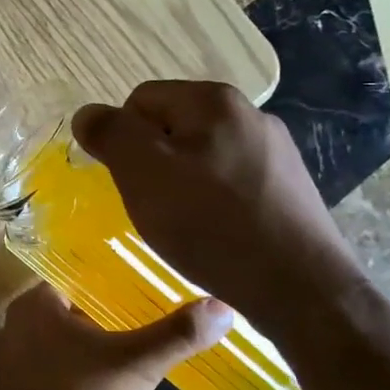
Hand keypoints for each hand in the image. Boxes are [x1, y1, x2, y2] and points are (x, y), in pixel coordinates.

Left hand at [0, 284, 229, 389]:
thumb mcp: (134, 365)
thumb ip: (176, 335)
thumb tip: (223, 307)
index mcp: (35, 303)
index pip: (79, 275)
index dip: (116, 278)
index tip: (153, 283)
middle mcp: (19, 324)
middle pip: (76, 309)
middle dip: (114, 315)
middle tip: (159, 315)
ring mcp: (18, 362)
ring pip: (68, 343)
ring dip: (100, 348)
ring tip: (144, 349)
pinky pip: (61, 371)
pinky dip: (85, 374)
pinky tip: (115, 387)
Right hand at [72, 81, 367, 342]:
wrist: (302, 289)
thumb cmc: (211, 225)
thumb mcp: (142, 175)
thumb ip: (110, 134)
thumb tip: (87, 114)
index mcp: (213, 100)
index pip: (139, 101)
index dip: (124, 141)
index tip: (133, 182)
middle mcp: (250, 113)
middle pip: (171, 127)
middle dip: (153, 163)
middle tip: (155, 206)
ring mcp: (275, 150)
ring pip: (200, 156)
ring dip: (182, 184)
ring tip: (186, 226)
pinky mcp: (288, 186)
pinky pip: (229, 182)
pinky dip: (213, 203)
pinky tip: (217, 234)